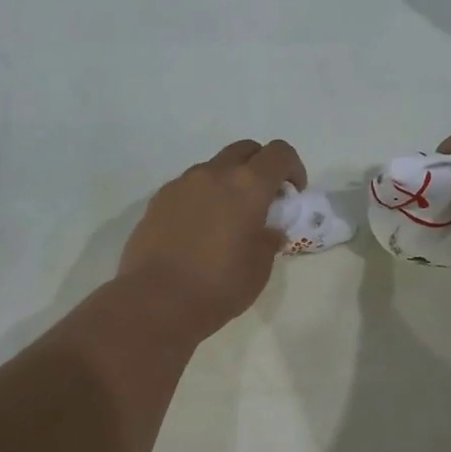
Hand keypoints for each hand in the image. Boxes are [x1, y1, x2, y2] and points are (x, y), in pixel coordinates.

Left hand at [118, 138, 305, 336]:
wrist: (157, 301)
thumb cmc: (219, 286)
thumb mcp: (259, 268)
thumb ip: (269, 240)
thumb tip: (268, 231)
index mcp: (247, 186)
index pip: (279, 153)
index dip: (293, 168)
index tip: (292, 194)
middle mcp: (213, 174)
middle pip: (244, 150)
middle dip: (260, 167)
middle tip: (263, 200)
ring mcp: (181, 184)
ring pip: (213, 168)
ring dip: (228, 182)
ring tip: (227, 219)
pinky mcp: (158, 200)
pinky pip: (188, 188)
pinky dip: (202, 198)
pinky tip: (198, 231)